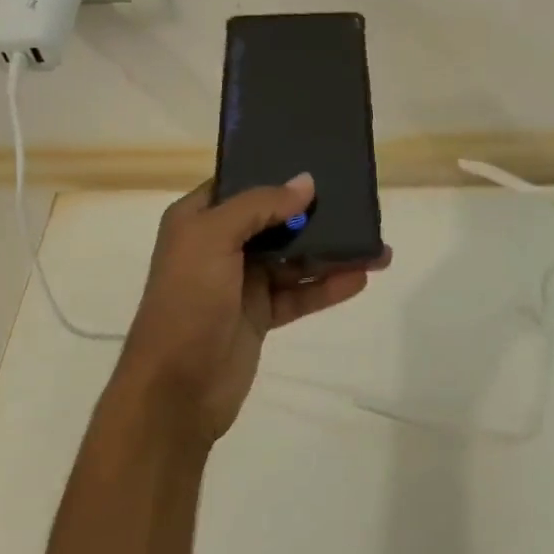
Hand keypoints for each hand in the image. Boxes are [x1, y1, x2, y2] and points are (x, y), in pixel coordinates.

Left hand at [110, 174, 389, 443]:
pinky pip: (300, 293)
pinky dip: (327, 286)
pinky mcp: (261, 315)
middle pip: (275, 221)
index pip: (241, 185)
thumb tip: (306, 183)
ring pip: (294, 259)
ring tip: (377, 249)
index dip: (277, 174)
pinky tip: (360, 278)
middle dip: (315, 214)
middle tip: (359, 205)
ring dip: (332, 253)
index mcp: (198, 220)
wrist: (176, 389)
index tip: (321, 165)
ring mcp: (242, 282)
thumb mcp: (213, 239)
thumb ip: (259, 206)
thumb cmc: (188, 302)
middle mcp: (220, 245)